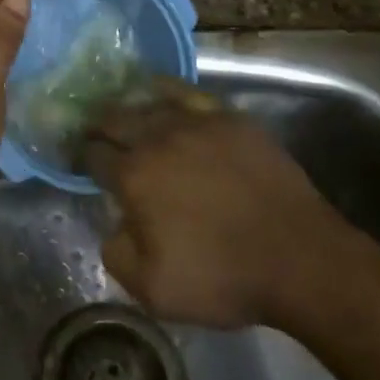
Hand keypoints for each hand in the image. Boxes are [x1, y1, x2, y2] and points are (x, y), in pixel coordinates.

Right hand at [82, 89, 348, 328]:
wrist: (298, 257)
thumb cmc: (223, 276)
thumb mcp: (153, 290)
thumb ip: (117, 254)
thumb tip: (114, 225)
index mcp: (134, 176)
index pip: (94, 155)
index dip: (83, 157)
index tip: (81, 160)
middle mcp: (157, 138)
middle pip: (115, 119)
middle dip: (99, 125)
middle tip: (96, 132)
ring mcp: (195, 122)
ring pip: (148, 102)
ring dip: (129, 108)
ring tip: (124, 113)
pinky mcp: (227, 117)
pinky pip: (187, 92)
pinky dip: (166, 89)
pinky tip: (159, 89)